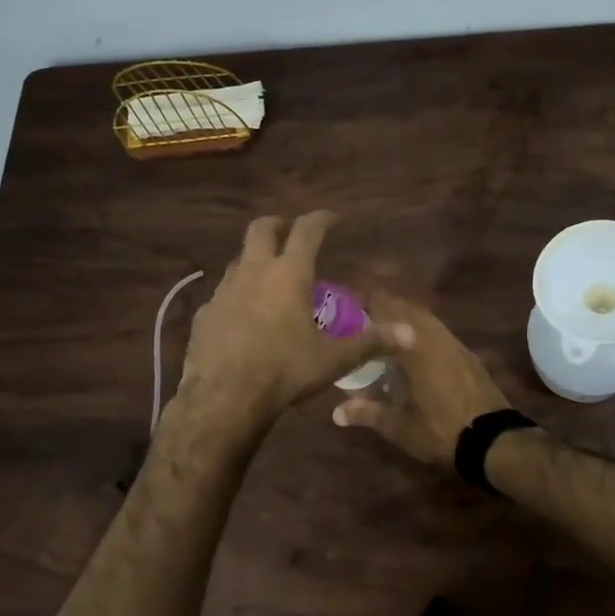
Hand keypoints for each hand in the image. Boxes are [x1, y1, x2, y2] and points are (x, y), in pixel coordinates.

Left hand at [177, 212, 412, 432]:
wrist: (223, 397)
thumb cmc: (284, 370)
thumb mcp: (332, 359)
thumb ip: (370, 342)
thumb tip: (410, 334)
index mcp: (288, 274)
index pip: (307, 230)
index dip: (321, 219)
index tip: (331, 217)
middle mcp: (253, 272)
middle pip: (261, 228)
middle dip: (278, 225)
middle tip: (290, 233)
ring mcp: (223, 290)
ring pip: (238, 259)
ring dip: (255, 260)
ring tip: (269, 277)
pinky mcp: (204, 313)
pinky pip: (222, 294)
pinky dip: (236, 295)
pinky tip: (243, 316)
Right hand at [331, 293, 510, 466]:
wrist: (493, 441)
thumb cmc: (439, 429)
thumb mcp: (398, 426)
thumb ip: (366, 413)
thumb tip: (336, 413)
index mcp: (413, 344)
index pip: (385, 306)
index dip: (364, 301)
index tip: (345, 306)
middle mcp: (433, 334)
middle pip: (405, 307)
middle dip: (382, 310)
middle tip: (360, 323)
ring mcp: (454, 343)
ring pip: (424, 319)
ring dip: (403, 321)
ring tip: (383, 337)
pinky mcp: (467, 355)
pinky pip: (438, 333)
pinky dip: (421, 334)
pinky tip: (412, 354)